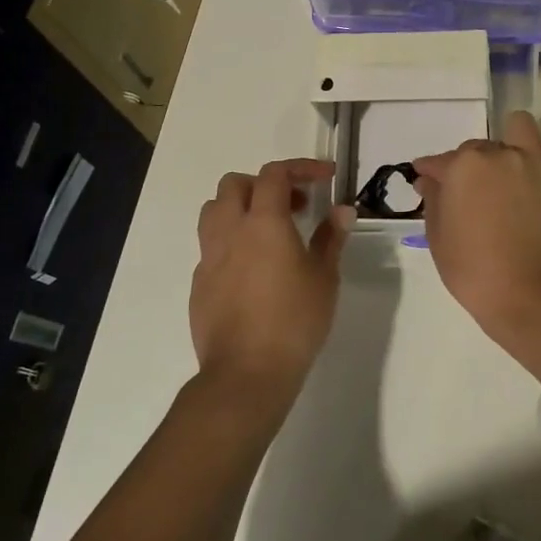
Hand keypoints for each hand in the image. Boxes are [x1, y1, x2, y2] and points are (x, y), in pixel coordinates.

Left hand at [190, 158, 354, 401]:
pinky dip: (231, 242)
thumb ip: (331, 238)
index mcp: (263, 222)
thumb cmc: (294, 321)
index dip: (301, 167)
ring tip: (267, 230)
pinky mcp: (198, 283)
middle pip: (235, 184)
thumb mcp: (324, 278)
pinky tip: (252, 269)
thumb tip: (342, 211)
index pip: (275, 173)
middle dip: (265, 184)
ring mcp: (208, 257)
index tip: (325, 178)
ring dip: (240, 207)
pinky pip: (210, 246)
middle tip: (293, 205)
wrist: (246, 373)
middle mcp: (230, 230)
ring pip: (214, 210)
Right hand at [411, 111, 540, 337]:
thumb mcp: (437, 237)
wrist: (526, 292)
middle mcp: (498, 153)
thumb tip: (430, 179)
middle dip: (469, 165)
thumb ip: (433, 200)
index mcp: (463, 166)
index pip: (439, 161)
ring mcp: (534, 161)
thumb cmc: (472, 269)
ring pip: (521, 127)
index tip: (427, 182)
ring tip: (510, 166)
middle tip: (471, 194)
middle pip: (478, 147)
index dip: (430, 172)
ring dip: (511, 139)